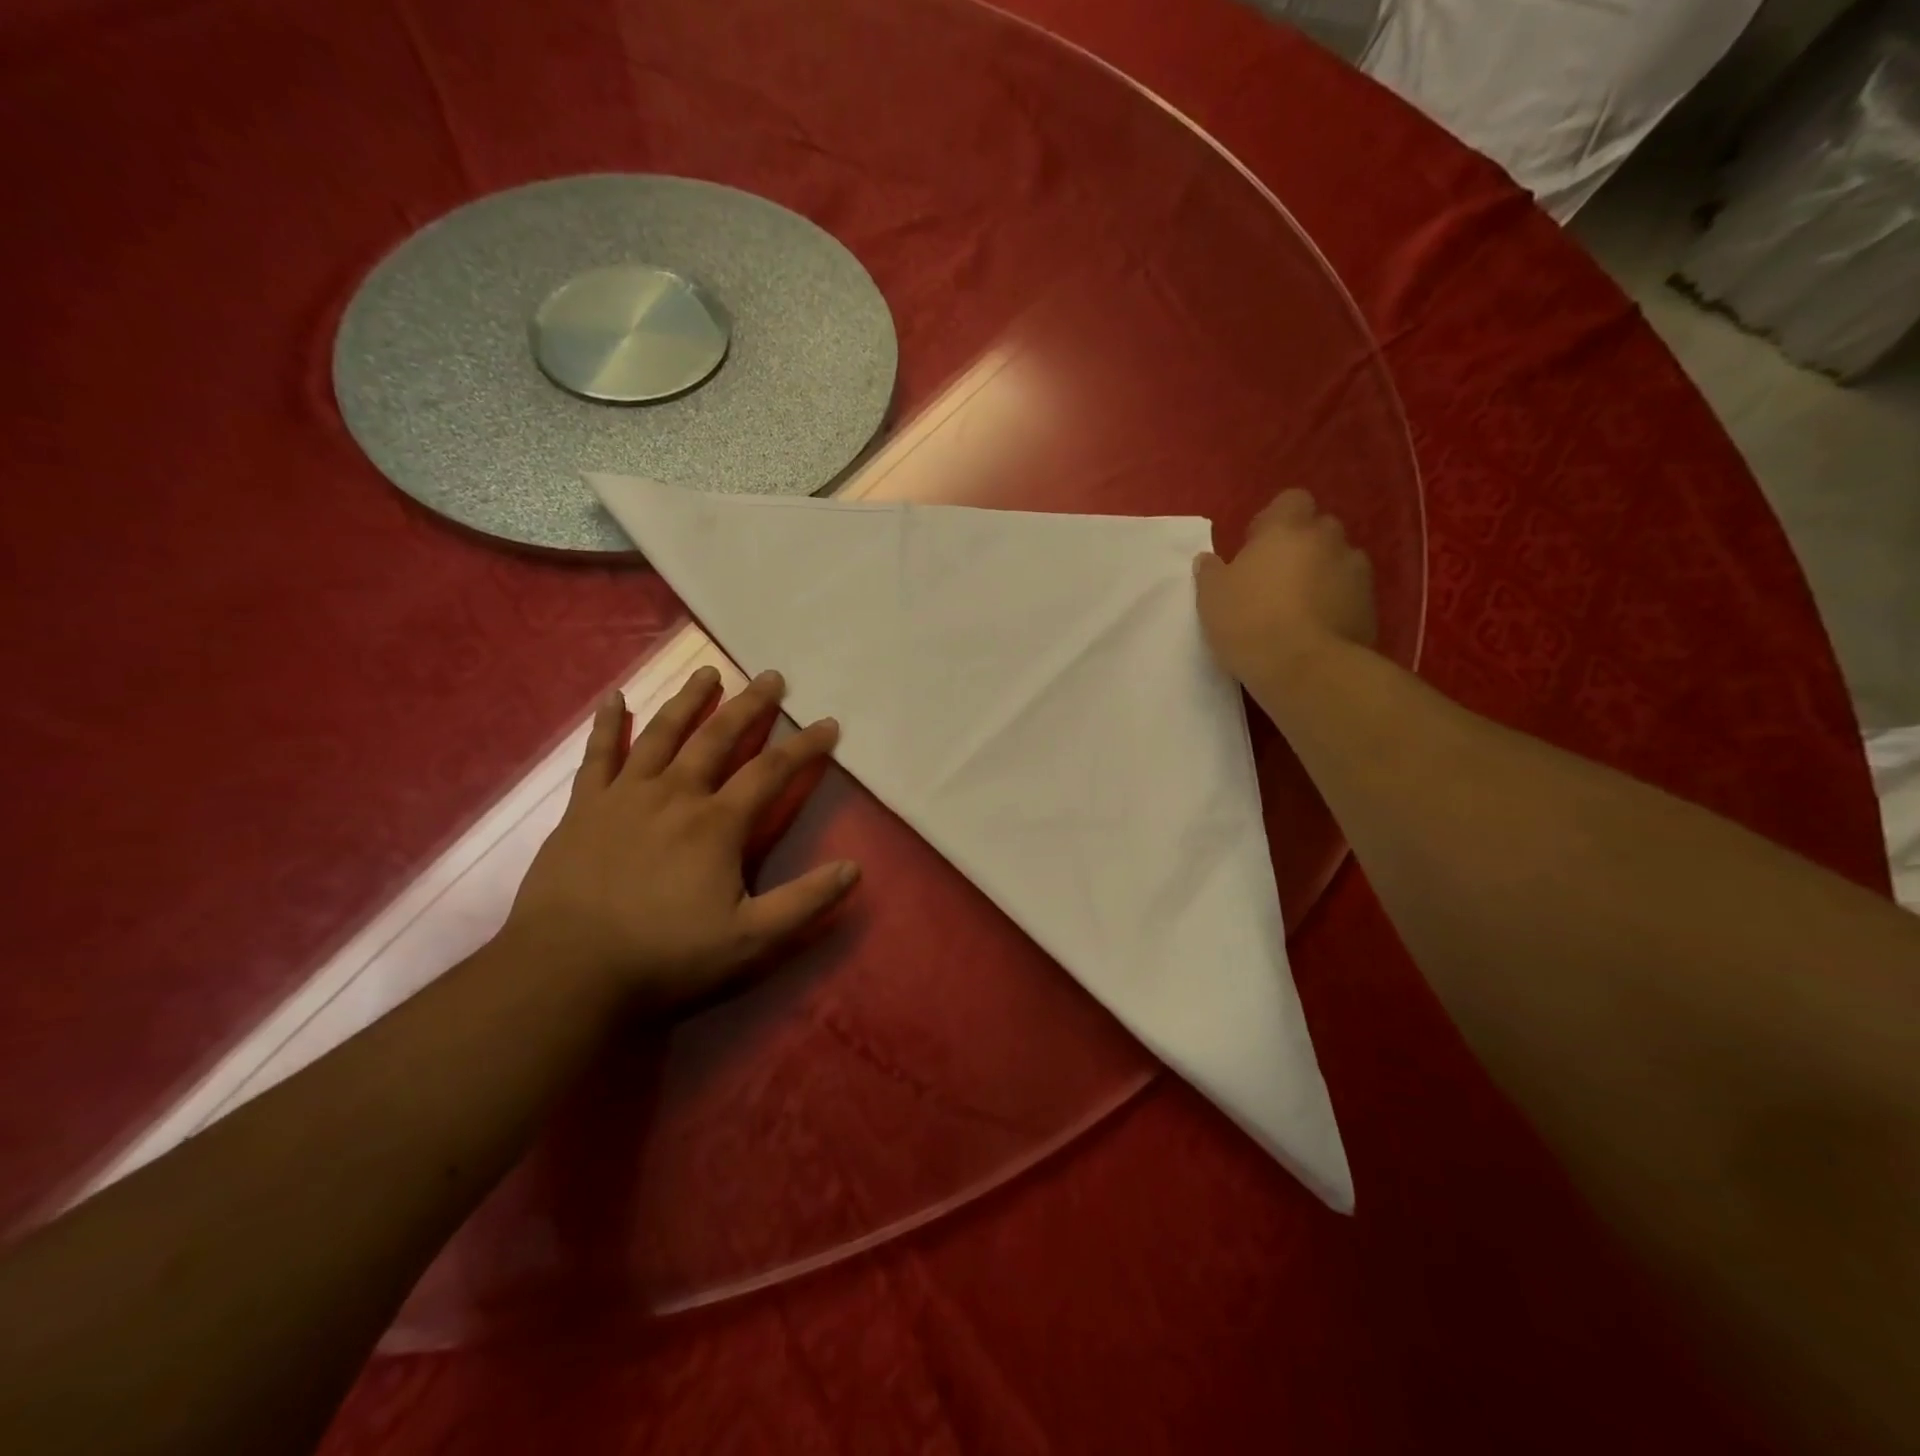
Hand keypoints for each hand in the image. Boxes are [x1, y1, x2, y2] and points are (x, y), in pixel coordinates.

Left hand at [501, 667, 857, 1012]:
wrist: (567, 971)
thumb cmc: (664, 956)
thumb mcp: (750, 941)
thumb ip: (805, 902)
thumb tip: (854, 868)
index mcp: (718, 823)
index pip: (772, 771)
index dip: (805, 746)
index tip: (828, 723)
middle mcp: (675, 794)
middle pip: (718, 737)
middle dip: (750, 705)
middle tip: (772, 676)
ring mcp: (625, 796)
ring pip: (662, 733)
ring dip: (689, 700)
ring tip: (708, 671)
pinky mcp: (584, 807)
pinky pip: (598, 754)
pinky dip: (608, 724)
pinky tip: (615, 697)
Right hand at [1194, 490, 1376, 688]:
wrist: (1304, 668)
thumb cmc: (1249, 621)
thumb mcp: (1211, 597)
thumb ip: (1210, 572)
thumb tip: (1208, 559)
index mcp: (1287, 529)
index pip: (1291, 500)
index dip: (1275, 520)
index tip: (1256, 547)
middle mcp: (1328, 540)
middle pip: (1319, 530)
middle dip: (1302, 547)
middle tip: (1276, 578)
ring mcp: (1356, 572)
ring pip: (1338, 562)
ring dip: (1322, 575)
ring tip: (1299, 608)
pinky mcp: (1371, 606)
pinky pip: (1350, 595)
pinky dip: (1337, 604)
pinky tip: (1316, 630)